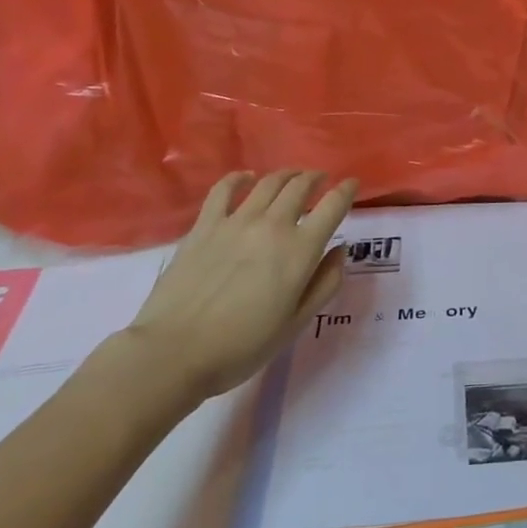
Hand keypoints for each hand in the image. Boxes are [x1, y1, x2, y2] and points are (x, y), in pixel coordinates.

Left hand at [122, 170, 357, 405]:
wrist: (174, 352)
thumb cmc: (241, 346)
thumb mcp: (296, 324)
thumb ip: (325, 284)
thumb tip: (340, 250)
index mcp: (300, 250)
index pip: (333, 206)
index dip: (347, 190)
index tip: (353, 184)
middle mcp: (273, 226)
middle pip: (301, 186)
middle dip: (316, 178)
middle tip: (321, 180)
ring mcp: (236, 221)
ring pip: (268, 182)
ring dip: (286, 175)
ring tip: (292, 177)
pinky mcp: (205, 225)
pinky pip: (224, 189)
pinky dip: (239, 178)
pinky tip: (246, 178)